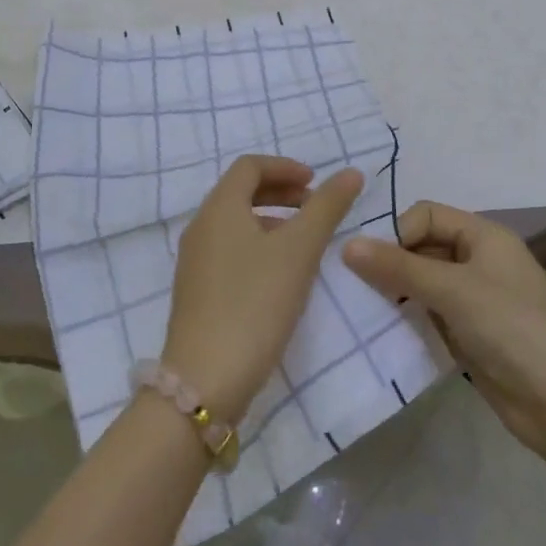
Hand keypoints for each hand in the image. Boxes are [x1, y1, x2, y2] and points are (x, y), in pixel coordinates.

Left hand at [163, 156, 363, 424]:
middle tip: (315, 208)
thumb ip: (326, 208)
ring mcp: (194, 260)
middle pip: (240, 192)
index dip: (285, 167)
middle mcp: (200, 226)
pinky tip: (280, 276)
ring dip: (271, 220)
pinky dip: (257, 245)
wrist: (205, 379)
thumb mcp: (298, 251)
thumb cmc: (255, 303)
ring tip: (304, 243)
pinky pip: (229, 250)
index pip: (249, 166)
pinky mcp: (197, 291)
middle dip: (280, 192)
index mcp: (219, 208)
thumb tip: (352, 173)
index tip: (317, 183)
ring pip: (235, 223)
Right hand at [342, 202, 545, 479]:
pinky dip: (406, 316)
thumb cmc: (512, 329)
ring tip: (362, 307)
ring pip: (421, 280)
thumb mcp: (453, 290)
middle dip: (390, 261)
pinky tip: (382, 329)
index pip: (426, 215)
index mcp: (484, 236)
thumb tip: (346, 244)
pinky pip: (427, 311)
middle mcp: (478, 259)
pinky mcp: (467, 331)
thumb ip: (399, 266)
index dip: (397, 232)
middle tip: (355, 284)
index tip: (371, 260)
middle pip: (421, 246)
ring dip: (394, 290)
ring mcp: (473, 297)